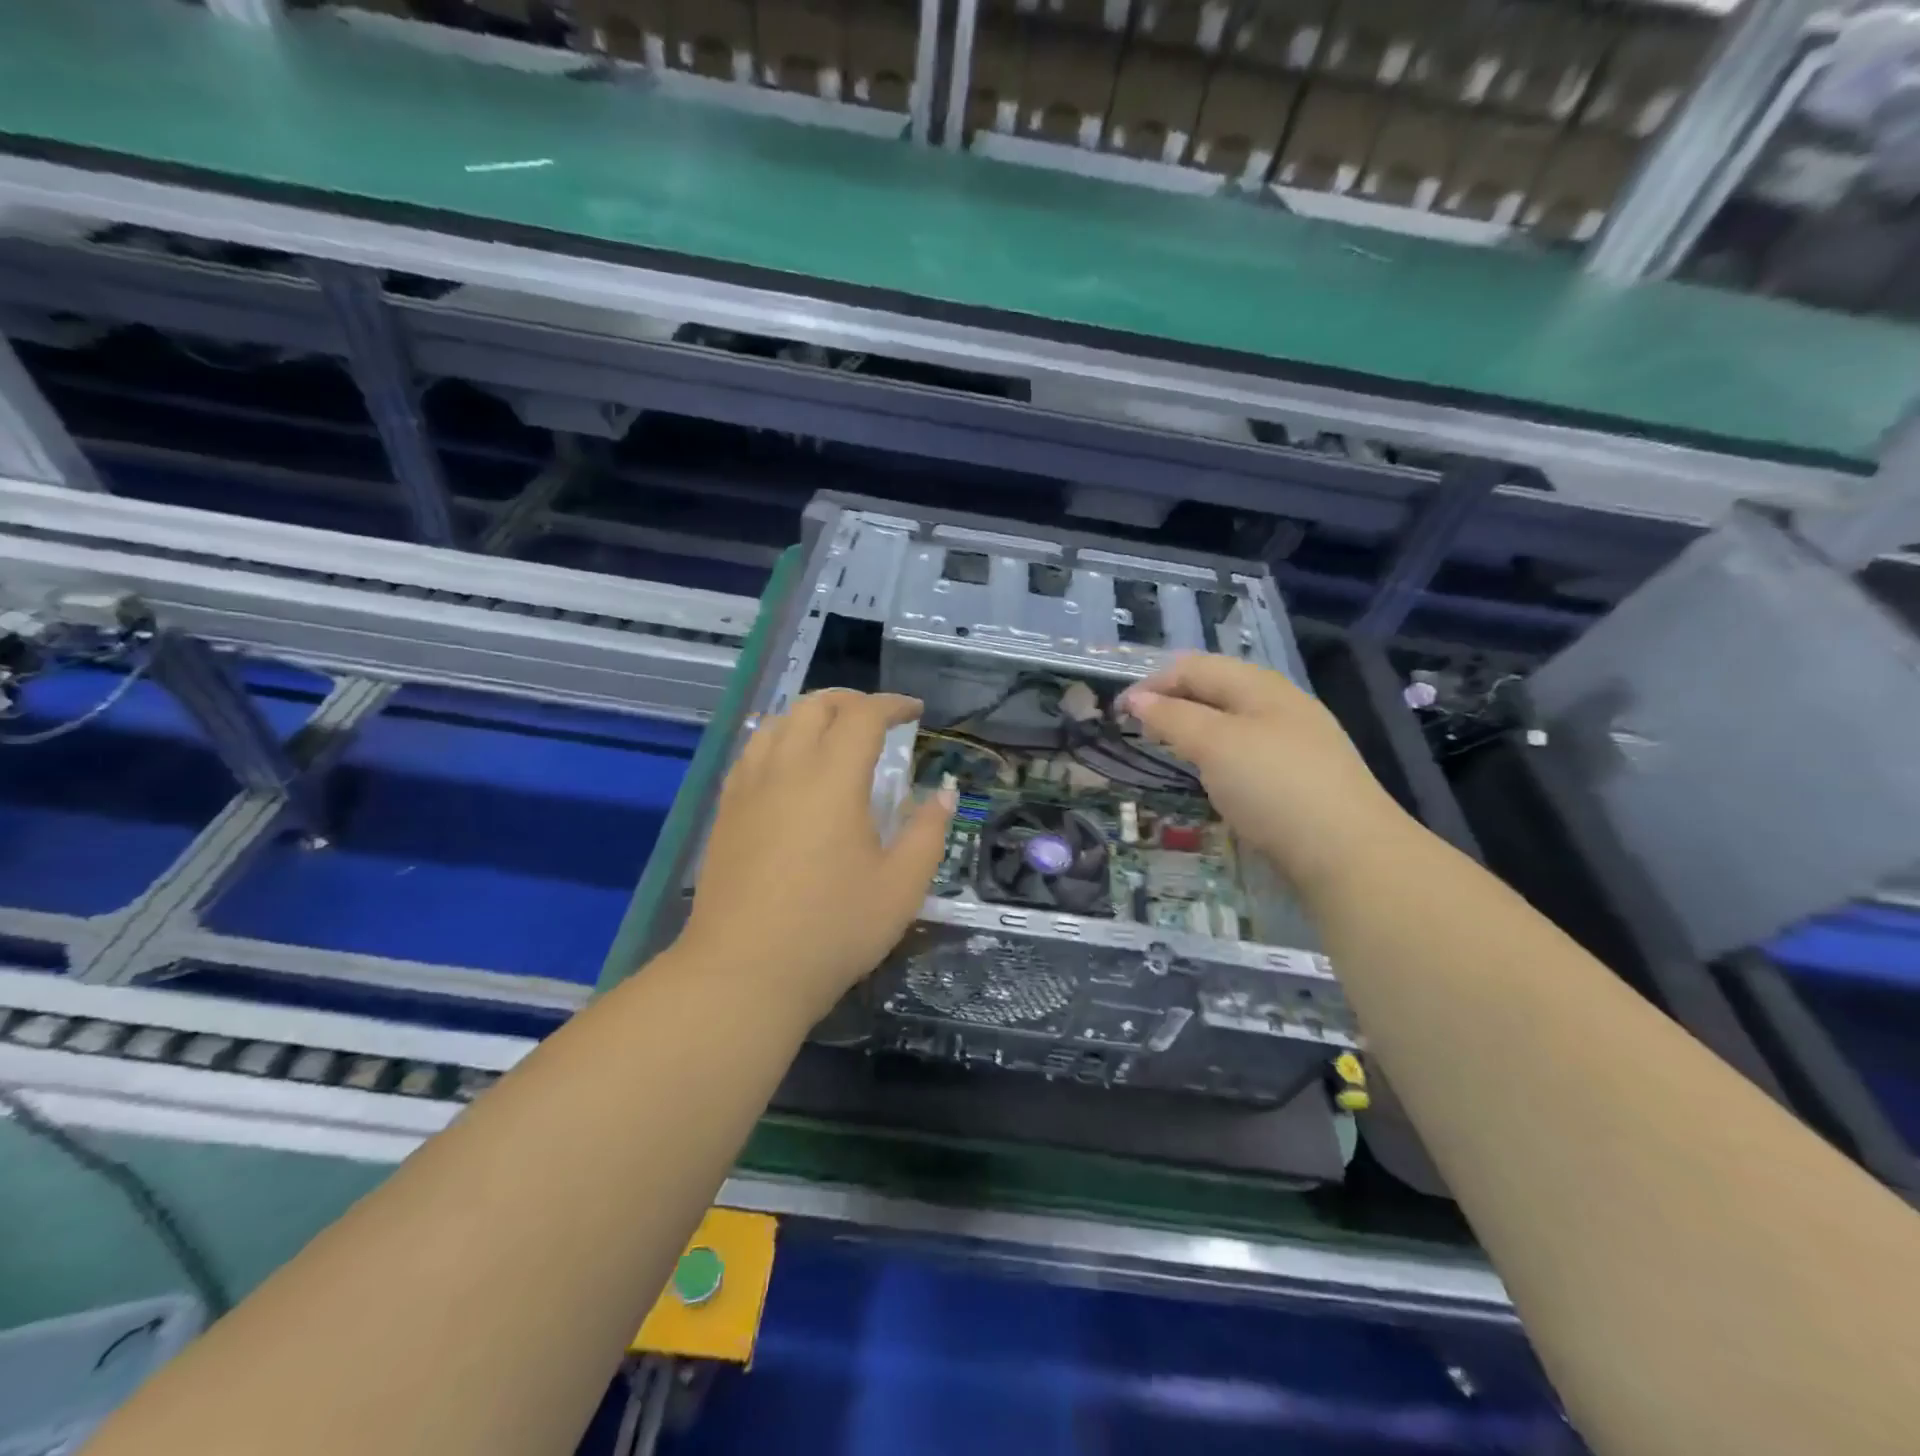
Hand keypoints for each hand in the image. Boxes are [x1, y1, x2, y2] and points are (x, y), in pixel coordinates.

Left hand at [677, 690, 955, 1022]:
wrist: (744, 972)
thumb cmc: (833, 929)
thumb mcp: (901, 886)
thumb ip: (928, 831)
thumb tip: (943, 791)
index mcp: (833, 779)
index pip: (864, 716)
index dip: (893, 705)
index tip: (915, 712)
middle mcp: (786, 768)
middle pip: (814, 706)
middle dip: (851, 701)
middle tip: (879, 720)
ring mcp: (748, 788)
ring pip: (777, 723)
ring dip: (811, 716)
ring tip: (834, 737)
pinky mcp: (726, 811)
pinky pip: (752, 752)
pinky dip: (779, 740)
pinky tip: (790, 768)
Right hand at [1119, 655, 1412, 901]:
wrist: (1348, 852)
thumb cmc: (1274, 785)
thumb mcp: (1215, 744)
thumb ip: (1172, 718)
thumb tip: (1137, 700)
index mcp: (1260, 686)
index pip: (1195, 667)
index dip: (1153, 682)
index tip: (1119, 713)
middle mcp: (1279, 705)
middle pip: (1215, 690)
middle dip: (1173, 703)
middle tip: (1139, 731)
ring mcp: (1294, 742)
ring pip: (1231, 722)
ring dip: (1194, 730)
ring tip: (1168, 751)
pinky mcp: (1299, 778)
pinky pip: (1246, 753)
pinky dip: (1217, 756)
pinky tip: (1211, 778)